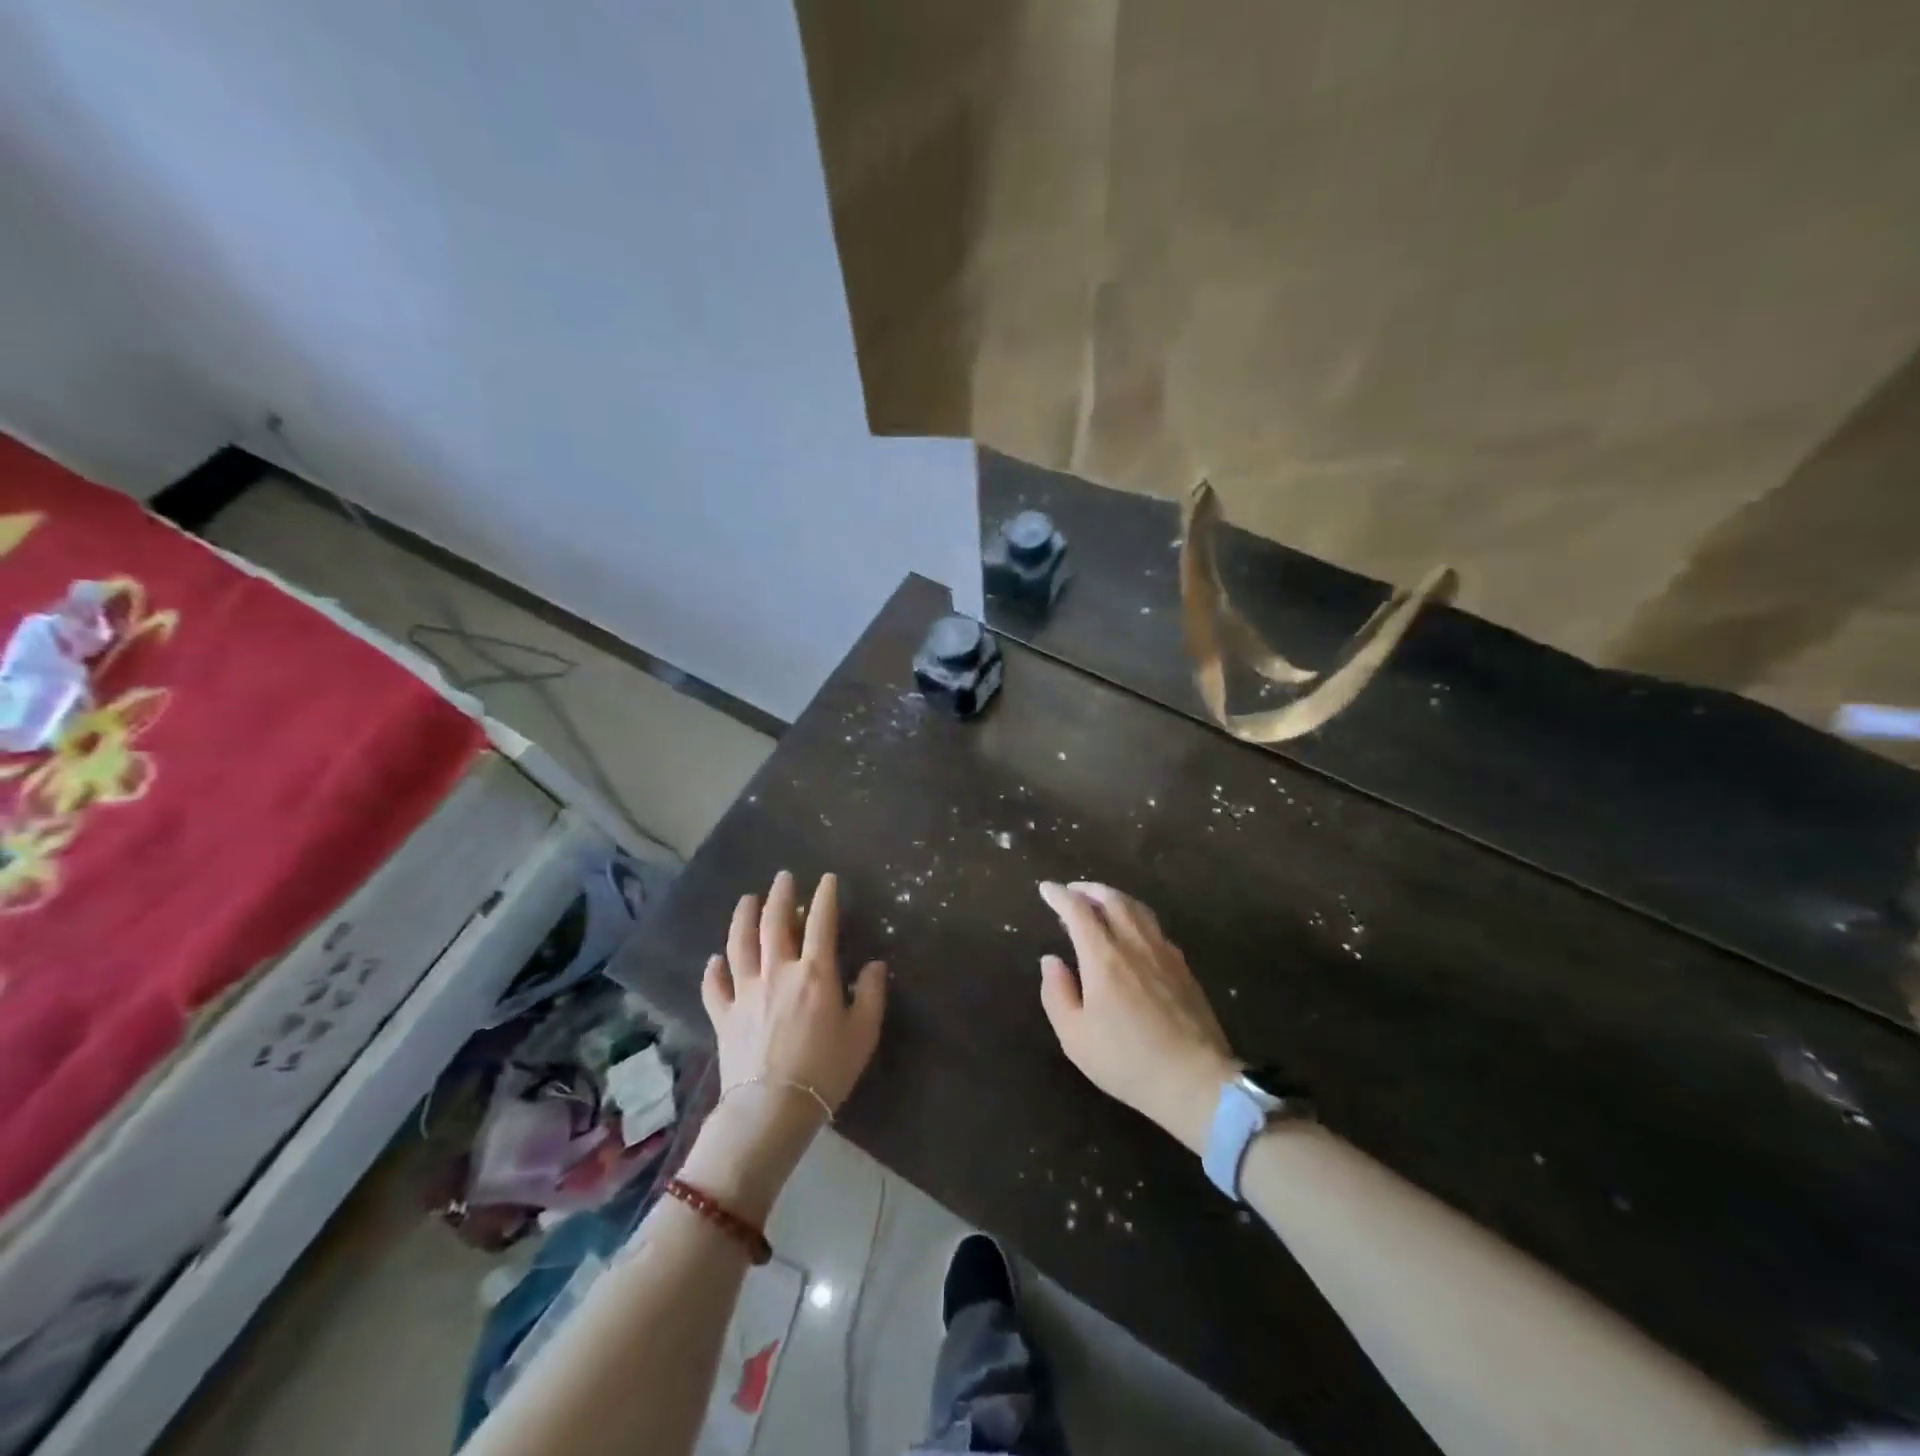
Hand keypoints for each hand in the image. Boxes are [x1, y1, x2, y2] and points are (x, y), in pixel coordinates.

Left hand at [701, 870, 887, 1111]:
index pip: (821, 922)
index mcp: (814, 973)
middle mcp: (777, 972)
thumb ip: (871, 994)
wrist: (772, 1109)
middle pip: (774, 922)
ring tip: (747, 900)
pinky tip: (715, 960)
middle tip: (783, 878)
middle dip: (780, 895)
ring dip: (742, 917)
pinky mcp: (724, 1016)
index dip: (825, 896)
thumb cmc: (826, 1070)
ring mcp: (746, 992)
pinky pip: (714, 986)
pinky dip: (713, 970)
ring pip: (739, 944)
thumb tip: (874, 965)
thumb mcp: (863, 1033)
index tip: (827, 879)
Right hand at [1037, 880, 1237, 1153]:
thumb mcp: (1075, 1036)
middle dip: (1089, 889)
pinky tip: (1133, 932)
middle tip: (1073, 890)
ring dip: (1115, 897)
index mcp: (1104, 957)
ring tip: (1101, 902)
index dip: (1059, 896)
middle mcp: (1135, 944)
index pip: (1078, 911)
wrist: (1195, 1081)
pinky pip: (1155, 927)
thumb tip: (1051, 960)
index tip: (1046, 889)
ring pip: (1138, 909)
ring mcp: (1164, 953)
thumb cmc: (1126, 1061)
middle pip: (1112, 899)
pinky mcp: (1184, 968)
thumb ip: (1057, 993)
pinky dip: (1136, 916)